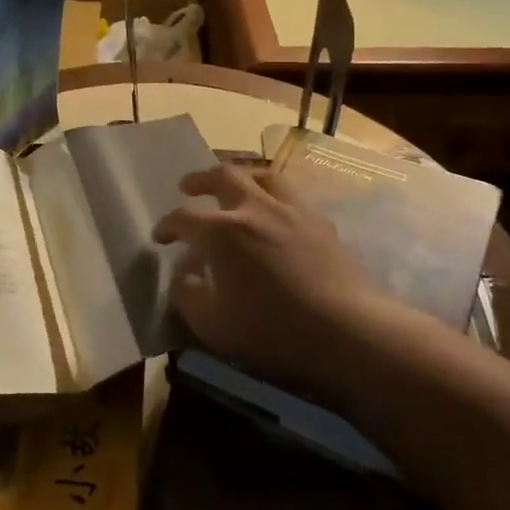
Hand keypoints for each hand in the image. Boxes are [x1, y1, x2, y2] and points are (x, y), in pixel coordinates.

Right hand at [152, 163, 376, 405]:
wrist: (350, 334)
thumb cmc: (273, 332)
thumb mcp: (213, 326)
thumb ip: (189, 295)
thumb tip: (185, 276)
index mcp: (223, 232)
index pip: (184, 218)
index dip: (167, 225)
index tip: (160, 237)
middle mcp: (256, 209)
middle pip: (224, 176)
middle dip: (200, 179)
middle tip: (188, 186)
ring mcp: (293, 212)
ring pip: (264, 175)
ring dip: (242, 177)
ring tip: (236, 187)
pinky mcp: (322, 224)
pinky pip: (292, 195)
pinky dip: (273, 196)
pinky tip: (275, 214)